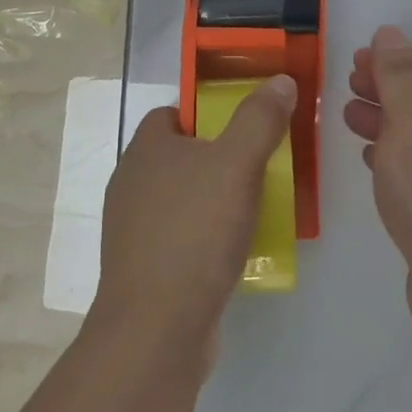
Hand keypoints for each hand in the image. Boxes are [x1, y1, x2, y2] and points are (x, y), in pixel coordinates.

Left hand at [93, 76, 296, 363]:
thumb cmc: (195, 233)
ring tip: (257, 208)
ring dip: (215, 200)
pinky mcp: (143, 268)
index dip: (207, 113)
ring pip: (182, 198)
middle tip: (260, 166)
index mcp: (145, 149)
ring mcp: (133, 229)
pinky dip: (206, 238)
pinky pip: (181, 237)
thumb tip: (280, 80)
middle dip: (219, 158)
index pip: (173, 113)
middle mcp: (132, 182)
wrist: (156, 330)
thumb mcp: (237, 165)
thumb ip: (259, 119)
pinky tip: (235, 252)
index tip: (244, 126)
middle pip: (180, 155)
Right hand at [346, 26, 411, 351]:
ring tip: (349, 121)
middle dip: (386, 90)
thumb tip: (390, 32)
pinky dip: (398, 159)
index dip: (392, 58)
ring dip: (387, 124)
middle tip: (347, 88)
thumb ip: (397, 74)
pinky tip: (373, 162)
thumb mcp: (411, 119)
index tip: (353, 61)